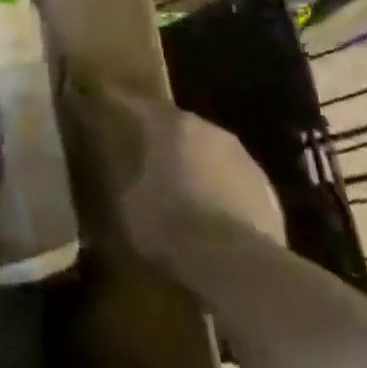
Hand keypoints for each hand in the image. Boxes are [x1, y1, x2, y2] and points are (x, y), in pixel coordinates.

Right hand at [107, 86, 286, 261]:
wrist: (238, 266)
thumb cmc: (170, 224)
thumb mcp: (128, 201)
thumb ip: (125, 176)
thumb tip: (121, 170)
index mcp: (170, 126)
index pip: (135, 104)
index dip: (116, 103)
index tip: (99, 101)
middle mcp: (208, 131)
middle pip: (177, 125)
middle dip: (159, 134)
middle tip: (140, 146)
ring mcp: (243, 159)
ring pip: (208, 151)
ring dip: (193, 161)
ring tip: (176, 181)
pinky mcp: (267, 190)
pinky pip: (231, 180)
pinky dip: (217, 187)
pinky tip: (208, 210)